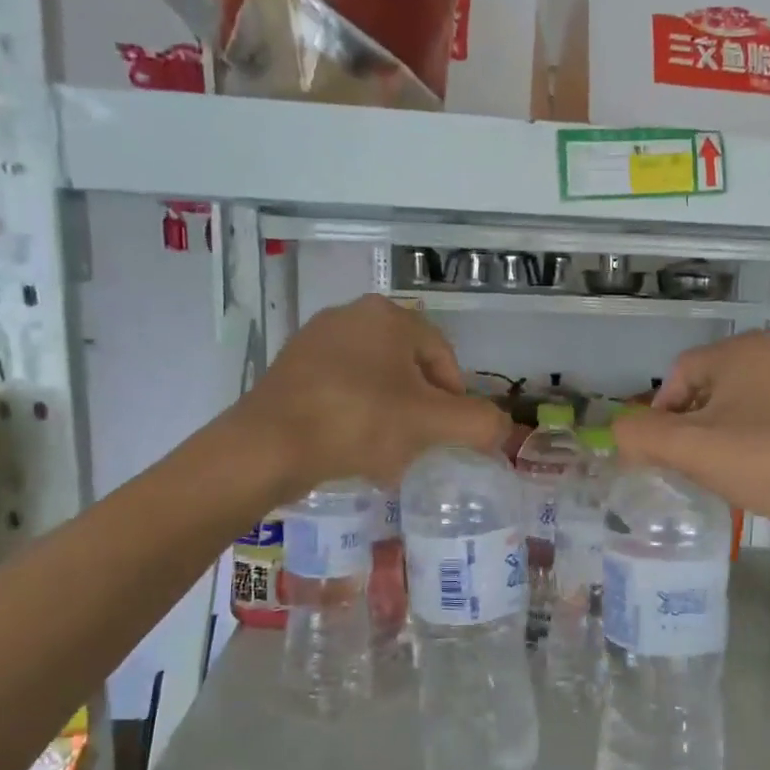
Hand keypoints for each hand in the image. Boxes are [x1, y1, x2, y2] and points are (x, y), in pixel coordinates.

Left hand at [211, 295, 507, 506]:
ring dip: (390, 416)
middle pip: (409, 370)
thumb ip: (480, 423)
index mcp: (389, 316)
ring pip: (376, 382)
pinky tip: (351, 448)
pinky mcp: (290, 369)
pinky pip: (341, 392)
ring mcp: (315, 340)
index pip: (443, 358)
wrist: (268, 446)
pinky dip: (355, 418)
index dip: (455, 401)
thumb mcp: (433, 424)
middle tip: (418, 446)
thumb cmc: (359, 423)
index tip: (447, 436)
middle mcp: (351, 315)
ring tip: (386, 454)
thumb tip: (501, 428)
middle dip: (421, 410)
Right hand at [612, 332, 769, 543]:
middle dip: (692, 429)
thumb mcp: (692, 451)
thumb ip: (642, 436)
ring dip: (724, 438)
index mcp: (741, 349)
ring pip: (742, 407)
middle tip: (692, 469)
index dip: (659, 417)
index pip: (677, 375)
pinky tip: (764, 475)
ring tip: (726, 476)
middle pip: (709, 389)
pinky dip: (757, 444)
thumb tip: (619, 432)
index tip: (662, 458)